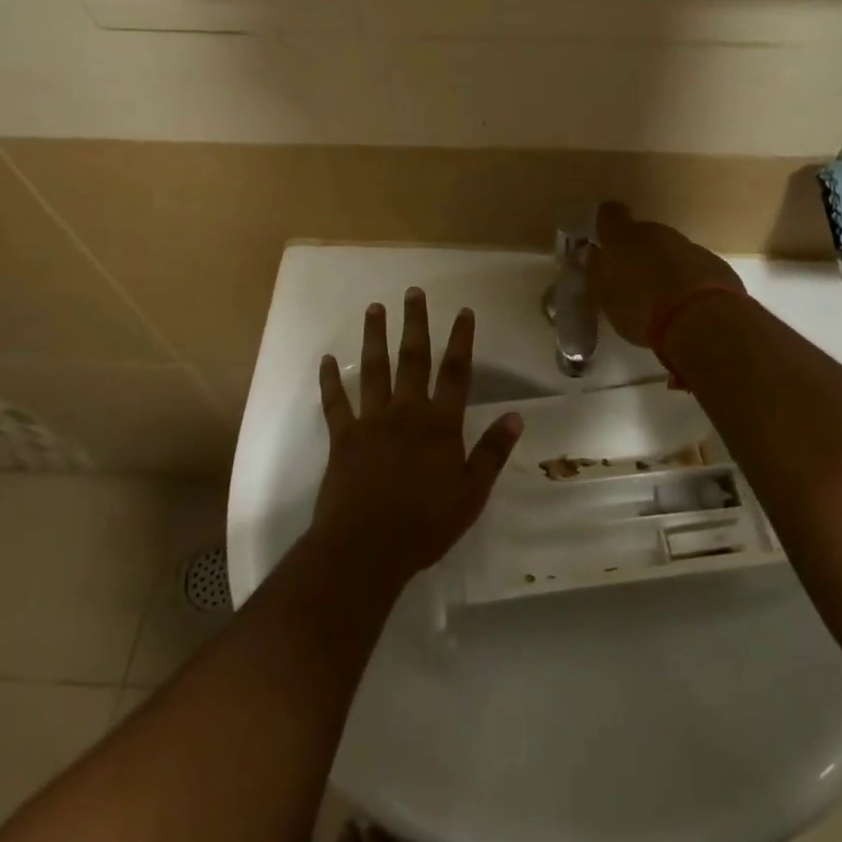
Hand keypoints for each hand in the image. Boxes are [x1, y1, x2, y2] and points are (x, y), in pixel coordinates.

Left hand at [312, 289, 522, 584]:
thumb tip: (516, 417)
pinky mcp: (343, 437)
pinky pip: (335, 403)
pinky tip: (325, 360)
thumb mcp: (471, 494)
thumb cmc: (425, 525)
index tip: (463, 311)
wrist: (367, 549)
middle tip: (413, 292)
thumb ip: (492, 453)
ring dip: (375, 337)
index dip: (461, 340)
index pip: (455, 373)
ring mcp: (372, 421)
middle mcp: (406, 412)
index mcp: (440, 424)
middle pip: (413, 358)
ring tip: (374, 308)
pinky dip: (330, 381)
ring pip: (374, 369)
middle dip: (415, 323)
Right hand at [591, 201, 743, 345]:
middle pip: (643, 233)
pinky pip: (693, 267)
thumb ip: (596, 272)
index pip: (609, 214)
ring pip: (670, 250)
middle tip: (632, 280)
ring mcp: (689, 245)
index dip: (607, 224)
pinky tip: (686, 306)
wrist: (702, 320)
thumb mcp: (605, 297)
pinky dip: (687, 280)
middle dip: (637, 252)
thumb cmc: (640, 307)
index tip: (604, 240)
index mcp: (623, 236)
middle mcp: (656, 232)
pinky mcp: (715, 264)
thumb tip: (593, 255)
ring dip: (664, 267)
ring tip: (660, 299)